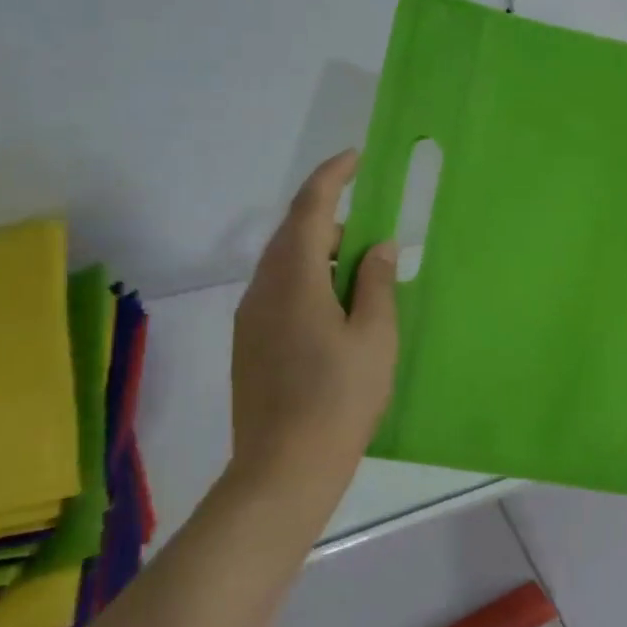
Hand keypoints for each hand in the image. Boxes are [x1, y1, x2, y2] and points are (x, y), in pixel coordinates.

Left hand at [228, 150, 398, 507]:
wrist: (283, 469)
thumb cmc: (340, 398)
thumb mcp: (374, 336)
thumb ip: (375, 282)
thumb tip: (378, 246)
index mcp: (294, 279)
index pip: (310, 209)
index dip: (331, 177)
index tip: (355, 157)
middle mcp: (263, 289)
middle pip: (294, 235)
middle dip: (332, 222)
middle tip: (374, 241)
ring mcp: (250, 318)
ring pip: (285, 265)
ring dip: (321, 256)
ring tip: (361, 283)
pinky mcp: (249, 344)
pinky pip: (279, 292)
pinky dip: (308, 283)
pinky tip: (335, 316)